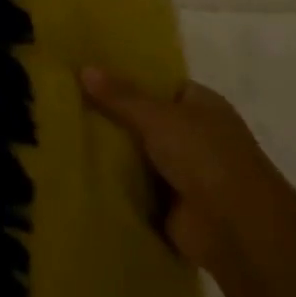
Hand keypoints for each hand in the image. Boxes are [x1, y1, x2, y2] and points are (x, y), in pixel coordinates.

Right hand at [80, 70, 281, 270]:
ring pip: (137, 153)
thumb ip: (120, 96)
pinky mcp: (169, 203)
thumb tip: (84, 68)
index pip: (161, 84)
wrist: (235, 228)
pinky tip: (76, 169)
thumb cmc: (204, 157)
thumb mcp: (158, 117)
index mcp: (202, 105)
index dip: (128, 78)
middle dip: (111, 115)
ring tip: (60, 133)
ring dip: (110, 151)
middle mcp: (195, 135)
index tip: (89, 74)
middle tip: (65, 103)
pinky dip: (113, 182)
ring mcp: (183, 171)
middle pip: (145, 119)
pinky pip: (134, 185)